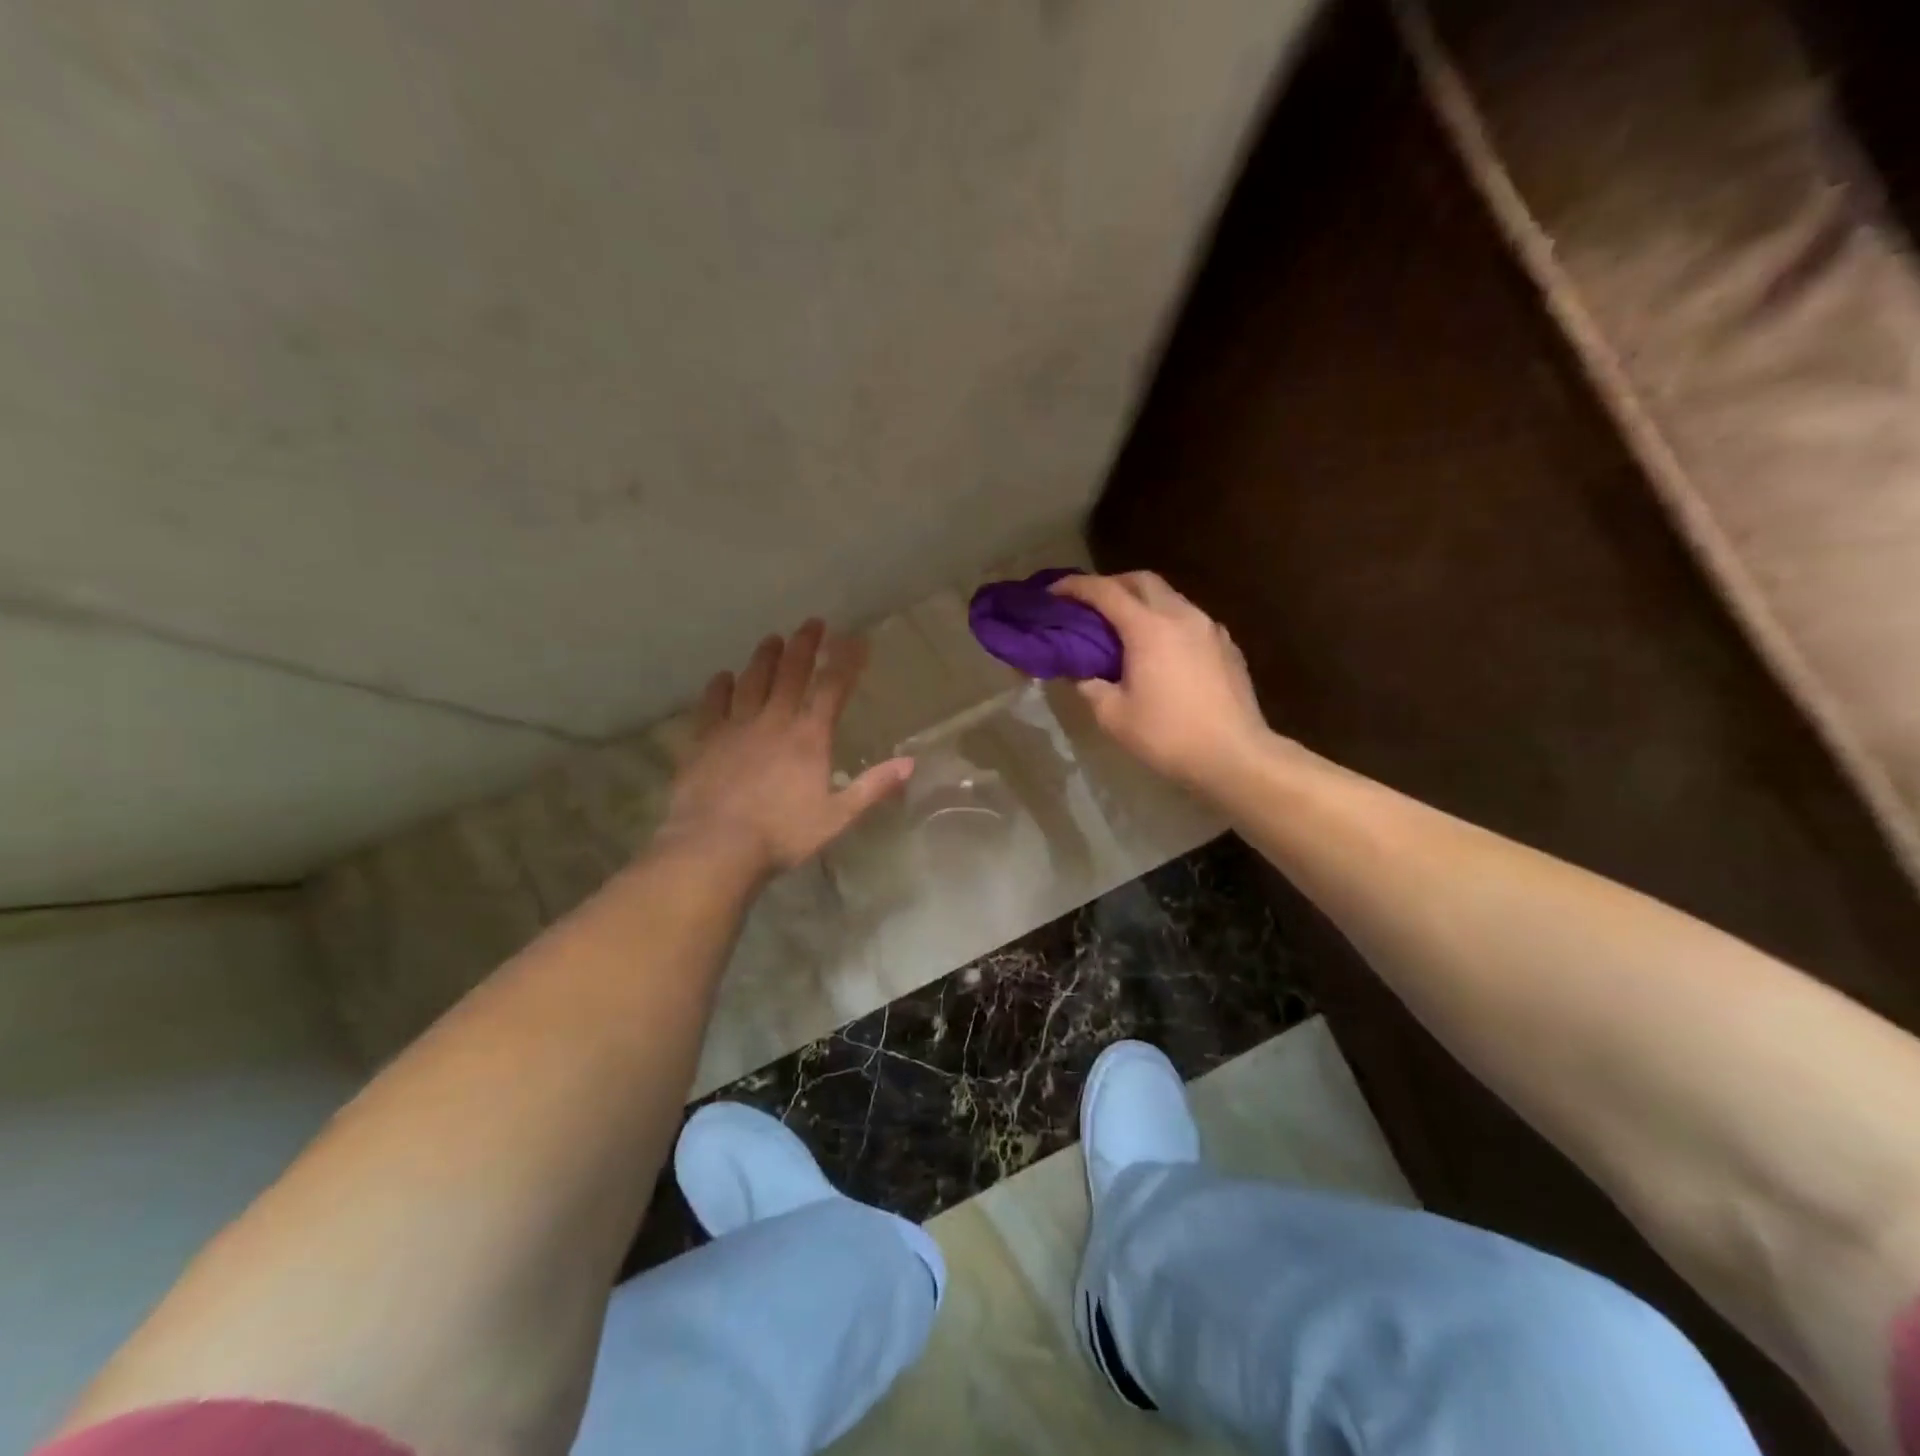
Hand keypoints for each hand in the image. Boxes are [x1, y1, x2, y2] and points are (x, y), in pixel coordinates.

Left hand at [658, 620, 912, 876]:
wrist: (715, 846)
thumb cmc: (782, 834)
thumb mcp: (837, 817)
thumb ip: (873, 787)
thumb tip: (910, 763)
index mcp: (809, 737)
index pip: (832, 688)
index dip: (846, 661)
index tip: (855, 639)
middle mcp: (774, 720)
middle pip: (791, 673)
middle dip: (805, 645)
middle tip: (812, 624)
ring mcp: (735, 727)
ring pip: (752, 680)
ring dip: (765, 657)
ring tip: (772, 640)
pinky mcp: (704, 739)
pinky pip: (713, 703)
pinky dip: (720, 687)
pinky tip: (724, 677)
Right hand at [1051, 572, 1272, 791]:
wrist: (1234, 755)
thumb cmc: (1168, 735)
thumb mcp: (1114, 716)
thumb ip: (1090, 687)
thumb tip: (1082, 675)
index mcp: (1148, 628)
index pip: (1105, 591)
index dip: (1075, 586)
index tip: (1054, 591)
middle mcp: (1181, 616)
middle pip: (1142, 581)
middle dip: (1111, 584)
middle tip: (1090, 604)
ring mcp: (1209, 628)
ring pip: (1170, 597)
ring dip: (1142, 602)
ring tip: (1124, 628)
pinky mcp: (1227, 645)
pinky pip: (1190, 620)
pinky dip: (1167, 622)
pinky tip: (1161, 650)